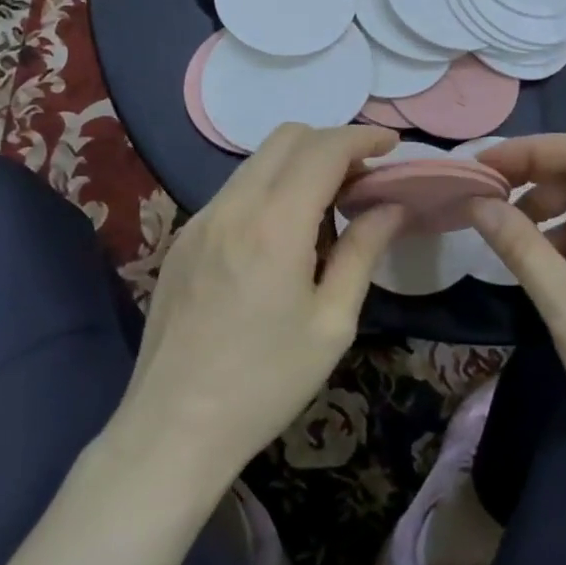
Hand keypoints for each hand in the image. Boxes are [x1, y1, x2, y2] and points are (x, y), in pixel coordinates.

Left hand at [111, 124, 403, 495]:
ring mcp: (201, 218)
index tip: (391, 146)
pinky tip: (282, 233)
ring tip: (327, 205)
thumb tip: (392, 206)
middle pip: (287, 138)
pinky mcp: (183, 237)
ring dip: (298, 164)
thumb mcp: (331, 323)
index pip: (323, 148)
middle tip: (362, 177)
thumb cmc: (265, 383)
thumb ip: (363, 252)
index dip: (362, 137)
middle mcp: (233, 206)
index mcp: (275, 224)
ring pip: (257, 161)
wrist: (174, 427)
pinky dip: (269, 188)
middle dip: (331, 142)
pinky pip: (234, 190)